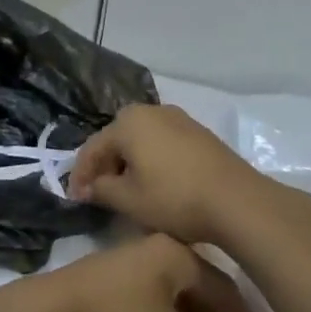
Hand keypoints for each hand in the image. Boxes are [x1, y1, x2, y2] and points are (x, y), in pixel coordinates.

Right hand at [68, 104, 277, 245]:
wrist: (235, 200)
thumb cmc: (174, 198)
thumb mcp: (129, 200)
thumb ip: (101, 189)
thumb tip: (88, 187)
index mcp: (128, 122)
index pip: (92, 148)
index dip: (80, 175)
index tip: (75, 199)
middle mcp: (152, 111)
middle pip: (117, 138)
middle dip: (105, 165)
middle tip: (99, 193)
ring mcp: (178, 118)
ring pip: (141, 139)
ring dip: (129, 162)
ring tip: (126, 190)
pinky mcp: (198, 132)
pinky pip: (162, 143)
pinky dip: (151, 160)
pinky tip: (154, 182)